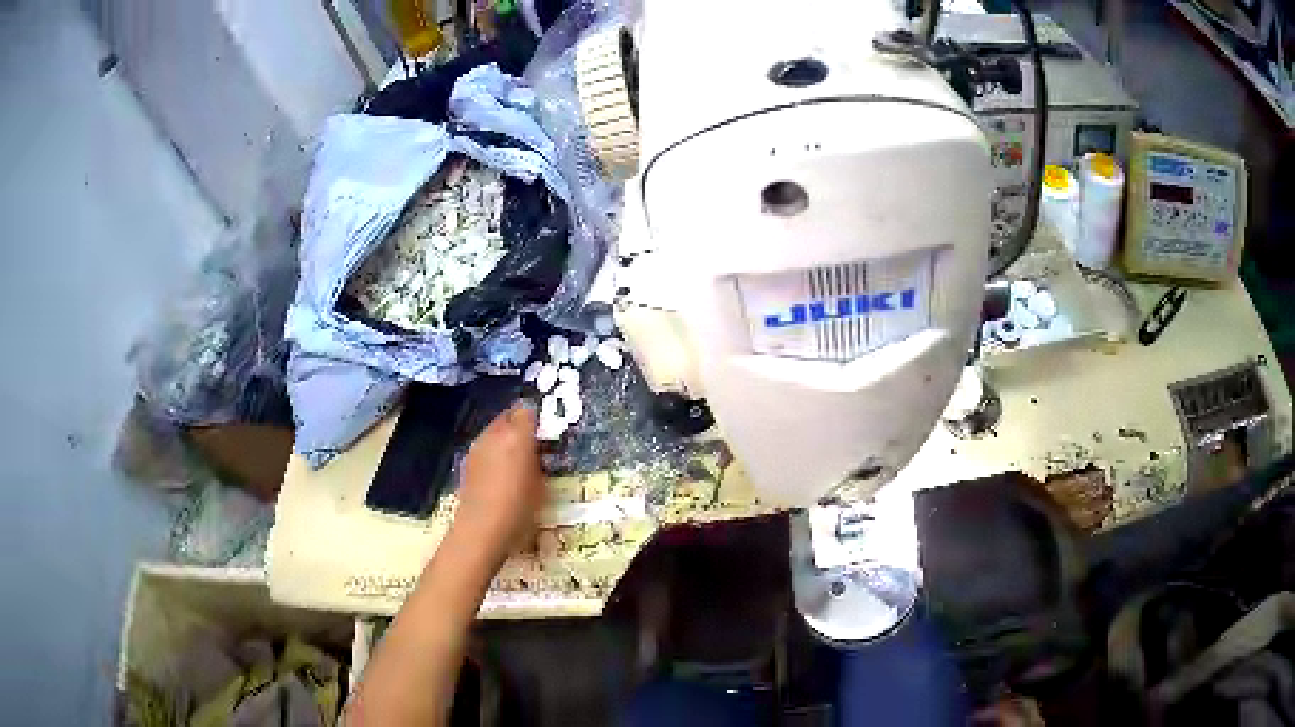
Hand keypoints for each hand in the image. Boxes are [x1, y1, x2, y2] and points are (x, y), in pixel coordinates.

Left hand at [453, 401, 545, 560]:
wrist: (482, 530)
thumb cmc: (520, 510)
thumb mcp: (542, 486)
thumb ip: (539, 462)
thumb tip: (537, 452)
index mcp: (517, 436)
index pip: (527, 410)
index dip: (536, 418)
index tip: (544, 431)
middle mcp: (495, 434)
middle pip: (507, 415)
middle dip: (519, 424)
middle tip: (532, 442)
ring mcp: (477, 446)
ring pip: (493, 430)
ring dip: (504, 437)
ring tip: (515, 458)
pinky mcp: (467, 461)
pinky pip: (484, 446)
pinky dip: (492, 451)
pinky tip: (498, 472)